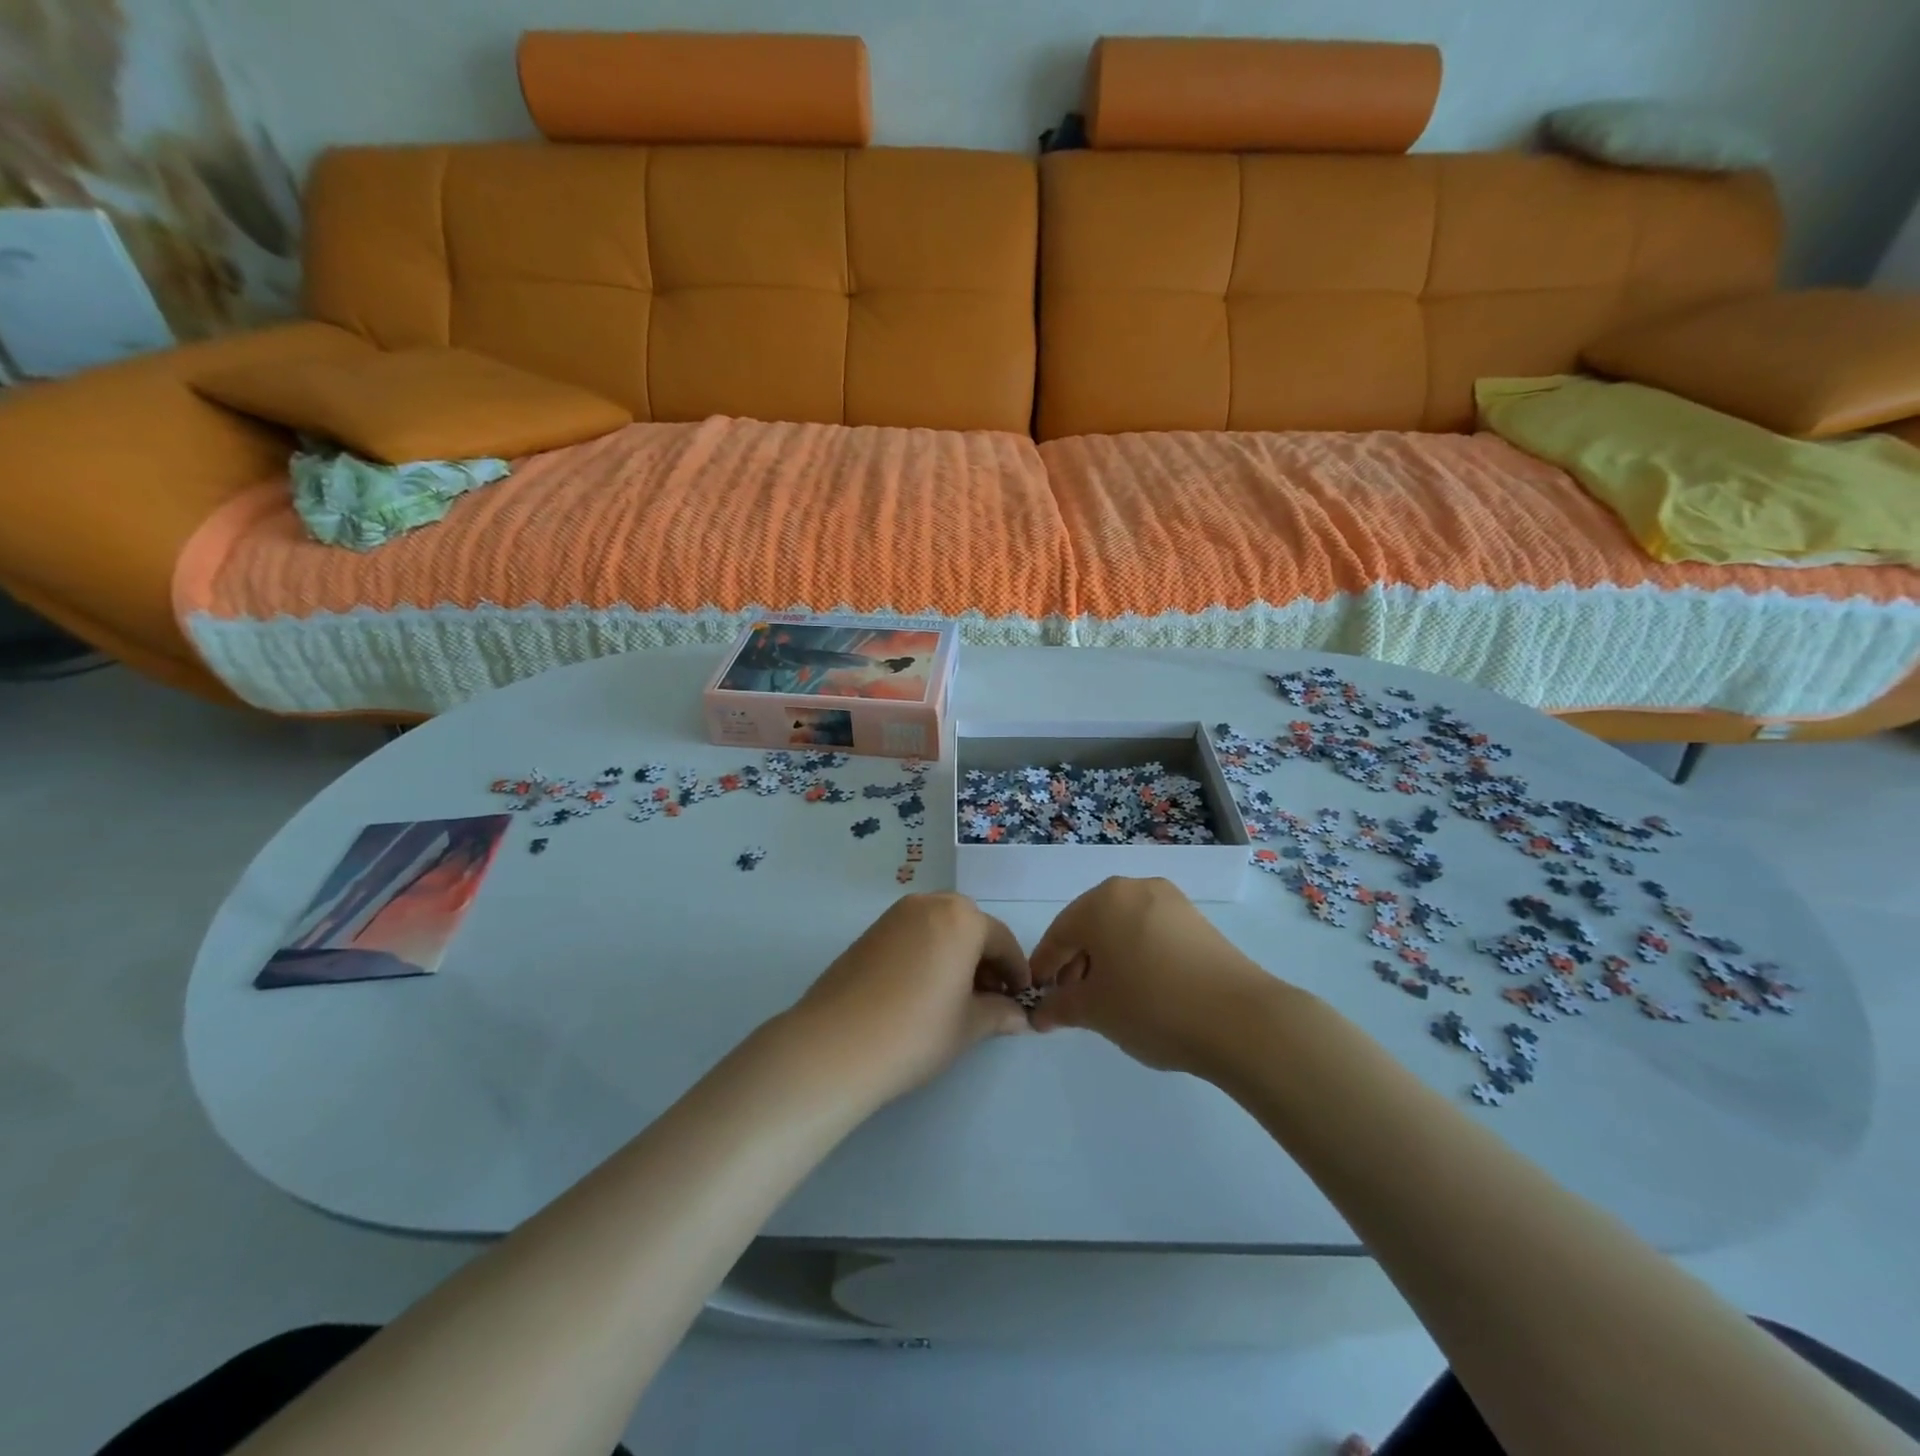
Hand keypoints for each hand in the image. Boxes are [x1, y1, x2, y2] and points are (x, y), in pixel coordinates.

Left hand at [788, 893, 1031, 1101]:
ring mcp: (894, 916)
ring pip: (939, 929)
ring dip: (955, 955)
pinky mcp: (869, 932)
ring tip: (956, 997)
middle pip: (970, 927)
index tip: (1020, 999)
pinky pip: (912, 936)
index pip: (1002, 940)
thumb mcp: (968, 1026)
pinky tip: (923, 991)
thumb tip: (1018, 1016)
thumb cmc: (916, 1031)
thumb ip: (999, 1014)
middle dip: (984, 960)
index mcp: (961, 918)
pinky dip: (928, 955)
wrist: (836, 1044)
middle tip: (989, 999)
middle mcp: (929, 904)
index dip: (1016, 972)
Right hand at [1028, 877, 1279, 1074]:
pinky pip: (1150, 932)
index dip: (1044, 967)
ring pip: (1121, 928)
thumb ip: (1060, 1007)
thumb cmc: (1152, 1006)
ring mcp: (1170, 900)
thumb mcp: (1095, 1011)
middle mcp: (1133, 888)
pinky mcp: (1196, 919)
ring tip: (1108, 999)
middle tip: (1072, 1001)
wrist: (1240, 1019)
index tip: (1037, 996)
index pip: (1059, 934)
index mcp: (1101, 901)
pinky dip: (1136, 955)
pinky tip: (1141, 988)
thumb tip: (1041, 1013)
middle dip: (1076, 963)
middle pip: (1090, 925)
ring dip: (1106, 960)